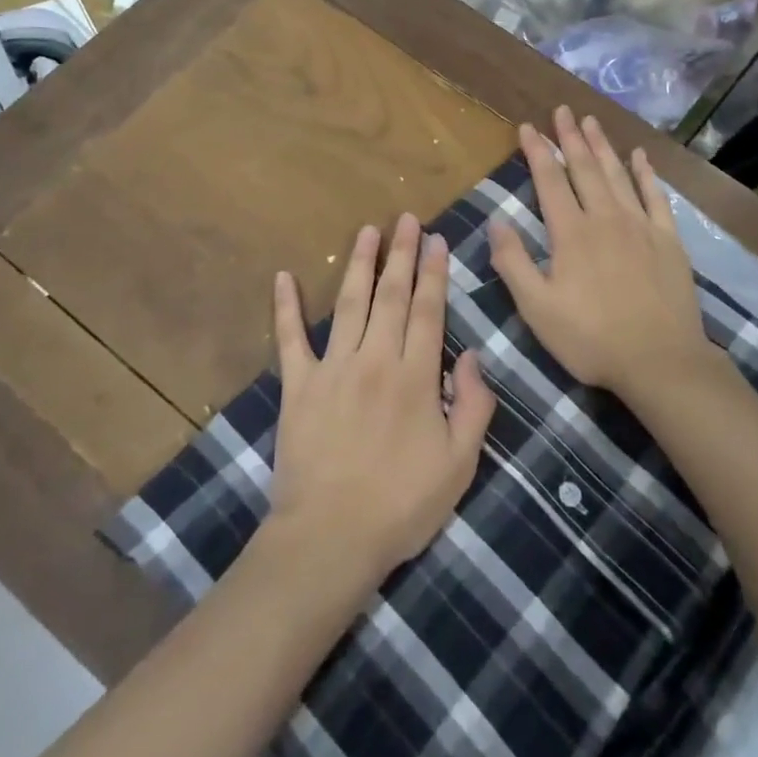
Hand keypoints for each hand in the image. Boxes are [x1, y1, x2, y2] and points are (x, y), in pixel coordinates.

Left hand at [268, 214, 496, 589]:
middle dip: (402, 254)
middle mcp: (375, 359)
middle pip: (391, 295)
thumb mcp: (460, 464)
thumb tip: (473, 356)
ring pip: (349, 304)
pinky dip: (285, 307)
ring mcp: (332, 369)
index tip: (437, 240)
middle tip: (407, 219)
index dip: (434, 272)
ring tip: (368, 231)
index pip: (428, 310)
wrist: (331, 537)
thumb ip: (474, 405)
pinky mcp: (297, 386)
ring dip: (360, 265)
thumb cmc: (402, 505)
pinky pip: (290, 339)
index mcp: (416, 376)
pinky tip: (283, 277)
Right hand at [489, 108, 715, 400]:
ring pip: (617, 175)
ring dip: (602, 146)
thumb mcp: (537, 308)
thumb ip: (513, 262)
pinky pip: (656, 197)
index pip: (550, 181)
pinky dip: (645, 174)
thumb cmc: (591, 338)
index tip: (527, 127)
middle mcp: (605, 218)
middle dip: (570, 137)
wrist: (660, 361)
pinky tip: (639, 157)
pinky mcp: (668, 240)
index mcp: (571, 233)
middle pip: (585, 168)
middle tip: (562, 110)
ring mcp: (641, 226)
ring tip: (591, 121)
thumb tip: (496, 220)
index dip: (537, 152)